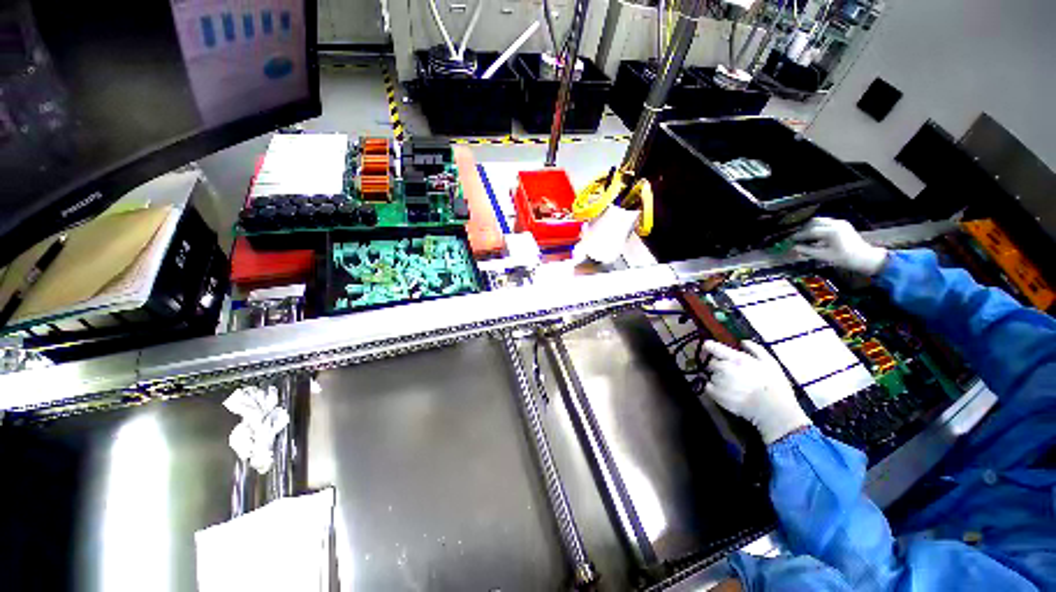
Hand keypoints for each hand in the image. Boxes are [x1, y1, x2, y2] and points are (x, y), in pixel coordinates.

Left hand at [702, 340, 810, 443]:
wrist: (774, 411)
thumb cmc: (775, 385)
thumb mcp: (770, 363)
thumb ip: (755, 349)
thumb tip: (742, 341)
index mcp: (736, 359)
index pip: (712, 347)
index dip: (709, 346)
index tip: (710, 348)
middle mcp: (724, 369)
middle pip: (711, 362)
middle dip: (719, 365)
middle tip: (731, 372)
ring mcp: (719, 382)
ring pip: (711, 375)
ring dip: (718, 377)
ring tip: (733, 384)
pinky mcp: (716, 395)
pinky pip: (708, 387)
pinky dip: (714, 388)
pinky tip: (727, 391)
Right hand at [792, 217, 888, 275]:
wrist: (865, 257)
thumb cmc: (845, 258)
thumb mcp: (824, 256)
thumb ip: (808, 251)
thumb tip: (795, 247)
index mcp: (832, 231)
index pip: (810, 231)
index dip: (799, 235)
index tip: (790, 239)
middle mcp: (836, 224)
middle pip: (814, 222)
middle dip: (803, 228)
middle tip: (795, 235)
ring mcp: (841, 223)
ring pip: (820, 221)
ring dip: (810, 226)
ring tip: (803, 234)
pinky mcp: (843, 225)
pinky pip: (826, 223)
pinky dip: (818, 227)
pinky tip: (814, 234)